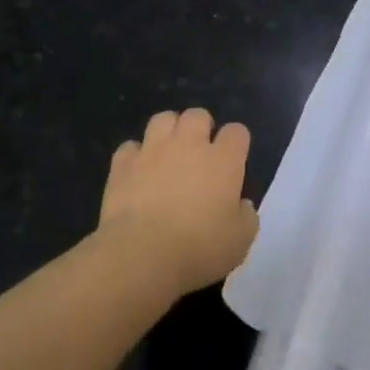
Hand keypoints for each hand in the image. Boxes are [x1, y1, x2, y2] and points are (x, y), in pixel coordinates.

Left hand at [99, 107, 258, 295]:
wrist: (142, 254)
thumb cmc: (200, 248)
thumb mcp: (241, 240)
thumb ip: (246, 216)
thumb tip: (242, 204)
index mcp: (223, 160)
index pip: (237, 132)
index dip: (236, 143)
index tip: (234, 161)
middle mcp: (189, 144)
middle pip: (197, 115)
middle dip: (201, 128)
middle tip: (199, 154)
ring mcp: (153, 150)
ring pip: (163, 119)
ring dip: (168, 131)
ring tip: (167, 153)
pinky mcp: (123, 164)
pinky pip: (130, 147)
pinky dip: (135, 156)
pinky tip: (137, 172)